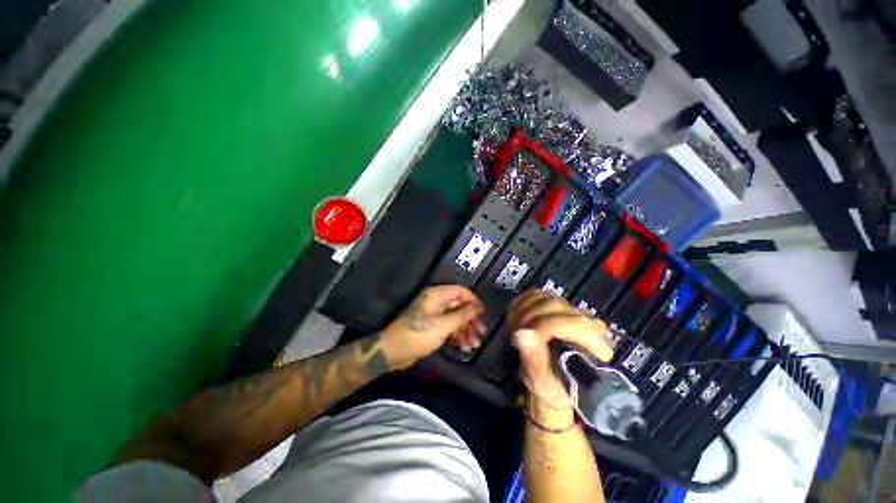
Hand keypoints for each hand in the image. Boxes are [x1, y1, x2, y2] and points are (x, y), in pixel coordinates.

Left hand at [380, 285, 485, 369]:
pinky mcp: (431, 325)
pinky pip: (448, 326)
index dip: (473, 301)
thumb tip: (478, 306)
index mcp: (438, 294)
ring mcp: (434, 313)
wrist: (394, 350)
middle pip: (459, 305)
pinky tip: (463, 347)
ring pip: (455, 317)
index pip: (461, 291)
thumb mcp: (444, 325)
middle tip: (481, 333)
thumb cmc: (419, 334)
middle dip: (471, 320)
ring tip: (473, 345)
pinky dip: (456, 334)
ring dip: (465, 330)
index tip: (483, 315)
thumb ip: (463, 315)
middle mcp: (436, 301)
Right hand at [507, 290, 613, 401]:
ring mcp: (573, 311)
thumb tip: (521, 334)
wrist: (552, 383)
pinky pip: (535, 294)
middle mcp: (590, 323)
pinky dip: (521, 304)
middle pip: (555, 305)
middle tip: (514, 334)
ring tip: (515, 329)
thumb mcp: (543, 383)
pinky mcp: (557, 305)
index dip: (544, 326)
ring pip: (543, 297)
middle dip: (528, 317)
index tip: (521, 336)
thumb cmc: (552, 389)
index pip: (575, 323)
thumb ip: (534, 359)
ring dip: (522, 310)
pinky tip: (517, 320)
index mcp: (597, 346)